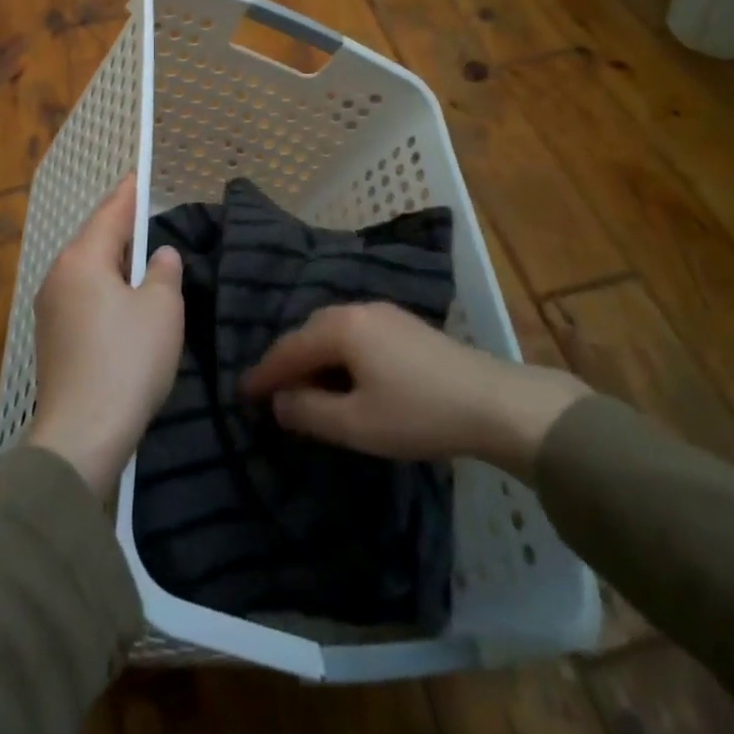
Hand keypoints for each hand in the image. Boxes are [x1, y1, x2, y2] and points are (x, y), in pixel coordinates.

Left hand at [27, 176, 184, 495]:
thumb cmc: (127, 360)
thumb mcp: (161, 309)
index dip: (128, 193)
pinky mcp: (52, 339)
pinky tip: (123, 298)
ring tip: (140, 254)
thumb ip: (164, 272)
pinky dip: (104, 286)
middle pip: (94, 239)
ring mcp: (50, 309)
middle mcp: (58, 276)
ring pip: (87, 269)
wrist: (82, 434)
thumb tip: (160, 255)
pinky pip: (82, 295)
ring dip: (113, 260)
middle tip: (146, 213)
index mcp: (83, 259)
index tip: (138, 174)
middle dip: (120, 226)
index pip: (110, 212)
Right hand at [240, 303, 590, 478]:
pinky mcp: (404, 324)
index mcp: (340, 328)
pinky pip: (354, 333)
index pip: (288, 349)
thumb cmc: (418, 414)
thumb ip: (309, 411)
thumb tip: (279, 400)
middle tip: (271, 394)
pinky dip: (338, 354)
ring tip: (305, 388)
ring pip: (332, 331)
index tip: (241, 394)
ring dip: (314, 358)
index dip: (263, 374)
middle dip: (287, 363)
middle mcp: (357, 309)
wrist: (492, 401)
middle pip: (308, 333)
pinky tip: (344, 376)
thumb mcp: (356, 424)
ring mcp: (384, 313)